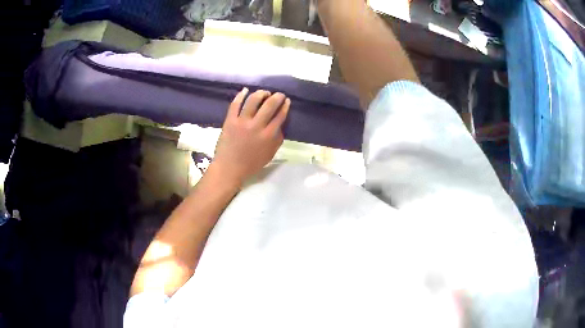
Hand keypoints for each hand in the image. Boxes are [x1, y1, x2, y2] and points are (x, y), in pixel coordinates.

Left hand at [212, 88, 290, 184]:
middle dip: (277, 96)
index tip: (286, 101)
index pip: (280, 116)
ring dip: (261, 93)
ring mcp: (242, 122)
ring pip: (253, 100)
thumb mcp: (270, 153)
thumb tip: (280, 124)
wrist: (229, 168)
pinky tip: (245, 90)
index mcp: (268, 135)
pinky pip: (235, 104)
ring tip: (264, 93)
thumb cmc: (251, 163)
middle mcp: (257, 126)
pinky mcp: (230, 121)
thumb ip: (277, 139)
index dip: (285, 106)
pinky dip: (241, 95)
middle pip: (270, 105)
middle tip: (279, 95)